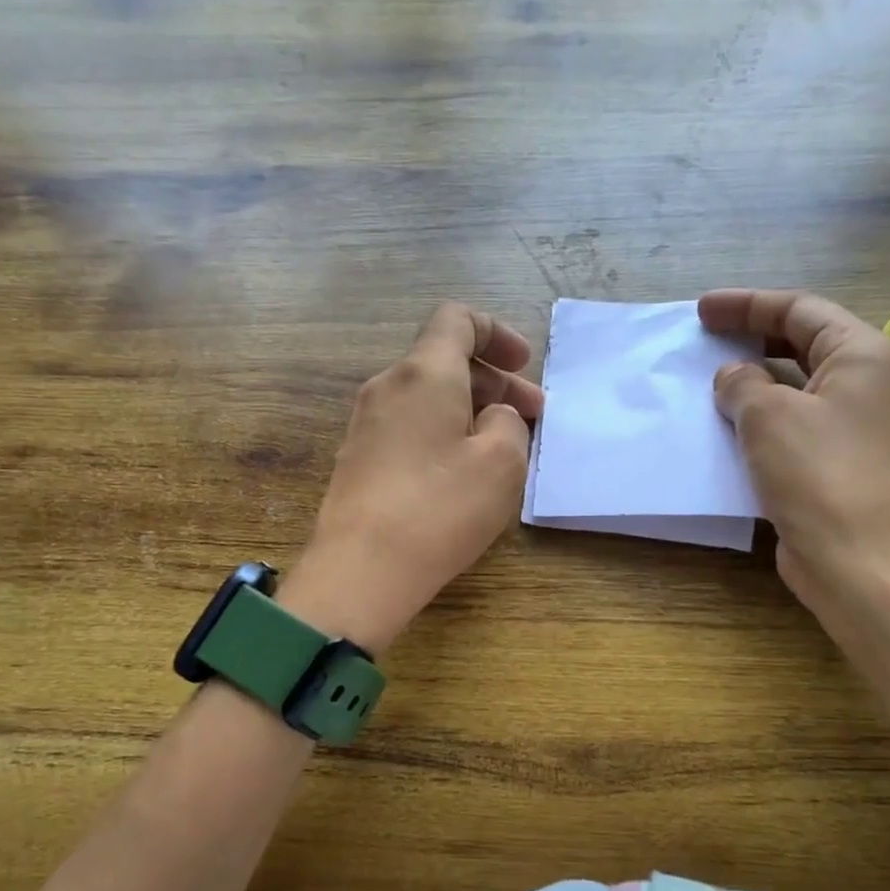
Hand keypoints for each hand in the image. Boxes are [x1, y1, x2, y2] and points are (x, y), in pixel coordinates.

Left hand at [280, 303, 543, 653]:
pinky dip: (442, 434)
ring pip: (427, 398)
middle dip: (494, 383)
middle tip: (533, 417)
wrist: (360, 570)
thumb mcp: (502, 462)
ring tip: (503, 448)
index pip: (456, 320)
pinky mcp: (357, 461)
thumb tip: (491, 416)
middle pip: (444, 362)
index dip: (496, 333)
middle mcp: (387, 387)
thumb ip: (509, 423)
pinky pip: (408, 428)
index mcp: (424, 373)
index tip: (524, 365)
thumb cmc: (440, 508)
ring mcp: (365, 425)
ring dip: (469, 411)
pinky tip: (462, 474)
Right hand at [698, 289, 889, 604]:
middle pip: (802, 343)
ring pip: (795, 386)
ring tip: (708, 380)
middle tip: (705, 336)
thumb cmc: (818, 473)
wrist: (856, 560)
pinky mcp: (835, 463)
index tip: (702, 310)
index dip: (747, 305)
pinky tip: (725, 427)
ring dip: (752, 380)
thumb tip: (732, 379)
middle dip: (752, 337)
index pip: (800, 310)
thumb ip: (742, 384)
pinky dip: (758, 418)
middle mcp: (865, 384)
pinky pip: (791, 425)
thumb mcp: (768, 415)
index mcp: (862, 355)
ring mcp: (852, 426)